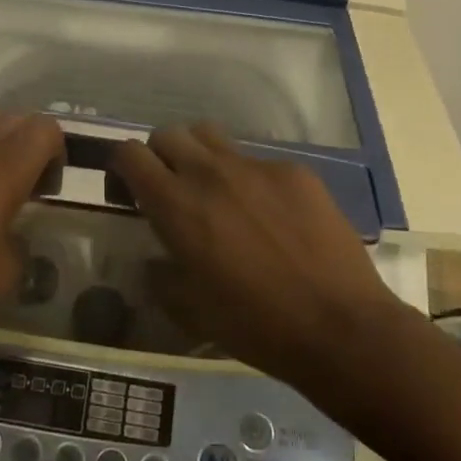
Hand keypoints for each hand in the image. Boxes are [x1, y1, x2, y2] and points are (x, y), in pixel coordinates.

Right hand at [111, 124, 401, 387]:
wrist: (338, 326)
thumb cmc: (254, 325)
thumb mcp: (189, 310)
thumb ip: (161, 275)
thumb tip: (155, 259)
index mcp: (176, 205)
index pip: (130, 153)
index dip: (122, 167)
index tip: (129, 192)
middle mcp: (210, 173)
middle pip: (168, 134)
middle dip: (160, 156)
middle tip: (172, 191)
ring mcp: (256, 167)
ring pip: (211, 136)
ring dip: (201, 157)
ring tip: (216, 192)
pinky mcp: (295, 172)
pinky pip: (257, 161)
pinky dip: (249, 180)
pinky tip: (270, 216)